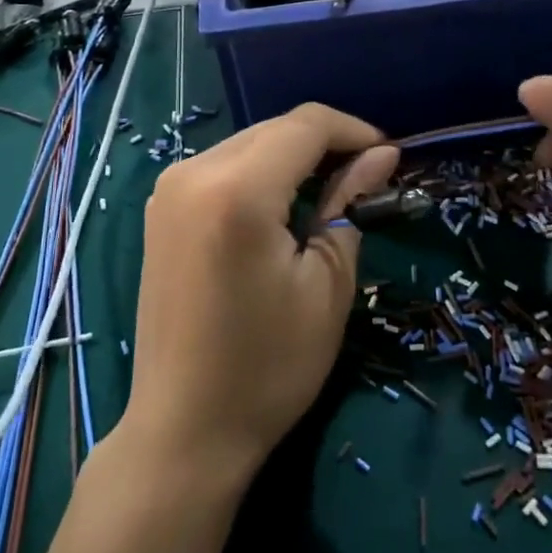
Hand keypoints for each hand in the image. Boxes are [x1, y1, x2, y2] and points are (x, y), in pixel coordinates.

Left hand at [124, 104, 398, 483]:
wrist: (184, 427)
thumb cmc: (268, 365)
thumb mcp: (327, 284)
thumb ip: (349, 204)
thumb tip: (380, 156)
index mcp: (236, 190)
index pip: (305, 125)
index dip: (354, 131)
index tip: (390, 156)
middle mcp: (192, 173)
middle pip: (274, 129)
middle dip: (325, 143)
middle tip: (367, 178)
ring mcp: (168, 190)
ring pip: (248, 144)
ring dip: (293, 157)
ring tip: (331, 194)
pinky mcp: (161, 209)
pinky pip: (222, 167)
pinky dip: (261, 174)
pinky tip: (283, 207)